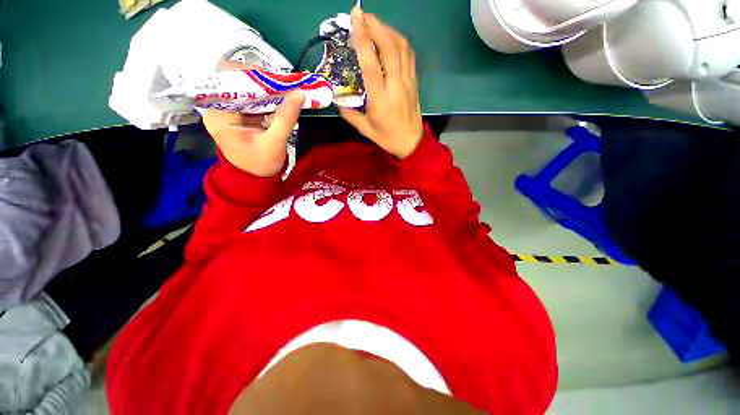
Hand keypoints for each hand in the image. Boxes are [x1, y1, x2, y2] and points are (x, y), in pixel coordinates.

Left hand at [203, 62, 304, 176]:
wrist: (256, 179)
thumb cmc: (262, 165)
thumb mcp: (275, 143)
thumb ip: (285, 118)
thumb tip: (299, 94)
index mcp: (219, 116)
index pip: (225, 81)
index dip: (247, 73)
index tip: (272, 78)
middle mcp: (218, 109)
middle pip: (235, 81)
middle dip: (260, 80)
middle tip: (283, 82)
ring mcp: (229, 110)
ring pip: (245, 88)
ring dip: (265, 87)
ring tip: (285, 87)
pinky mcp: (239, 114)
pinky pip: (252, 98)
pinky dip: (267, 96)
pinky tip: (281, 97)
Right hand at [339, 7, 423, 159]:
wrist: (411, 142)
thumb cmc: (388, 137)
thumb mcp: (366, 130)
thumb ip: (351, 115)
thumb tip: (338, 102)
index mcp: (380, 99)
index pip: (371, 63)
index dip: (362, 38)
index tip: (355, 18)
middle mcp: (395, 85)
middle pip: (389, 48)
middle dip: (376, 26)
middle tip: (363, 15)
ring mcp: (407, 82)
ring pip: (402, 48)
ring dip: (388, 30)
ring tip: (375, 23)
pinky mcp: (414, 81)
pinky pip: (409, 55)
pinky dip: (400, 41)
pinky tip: (391, 37)